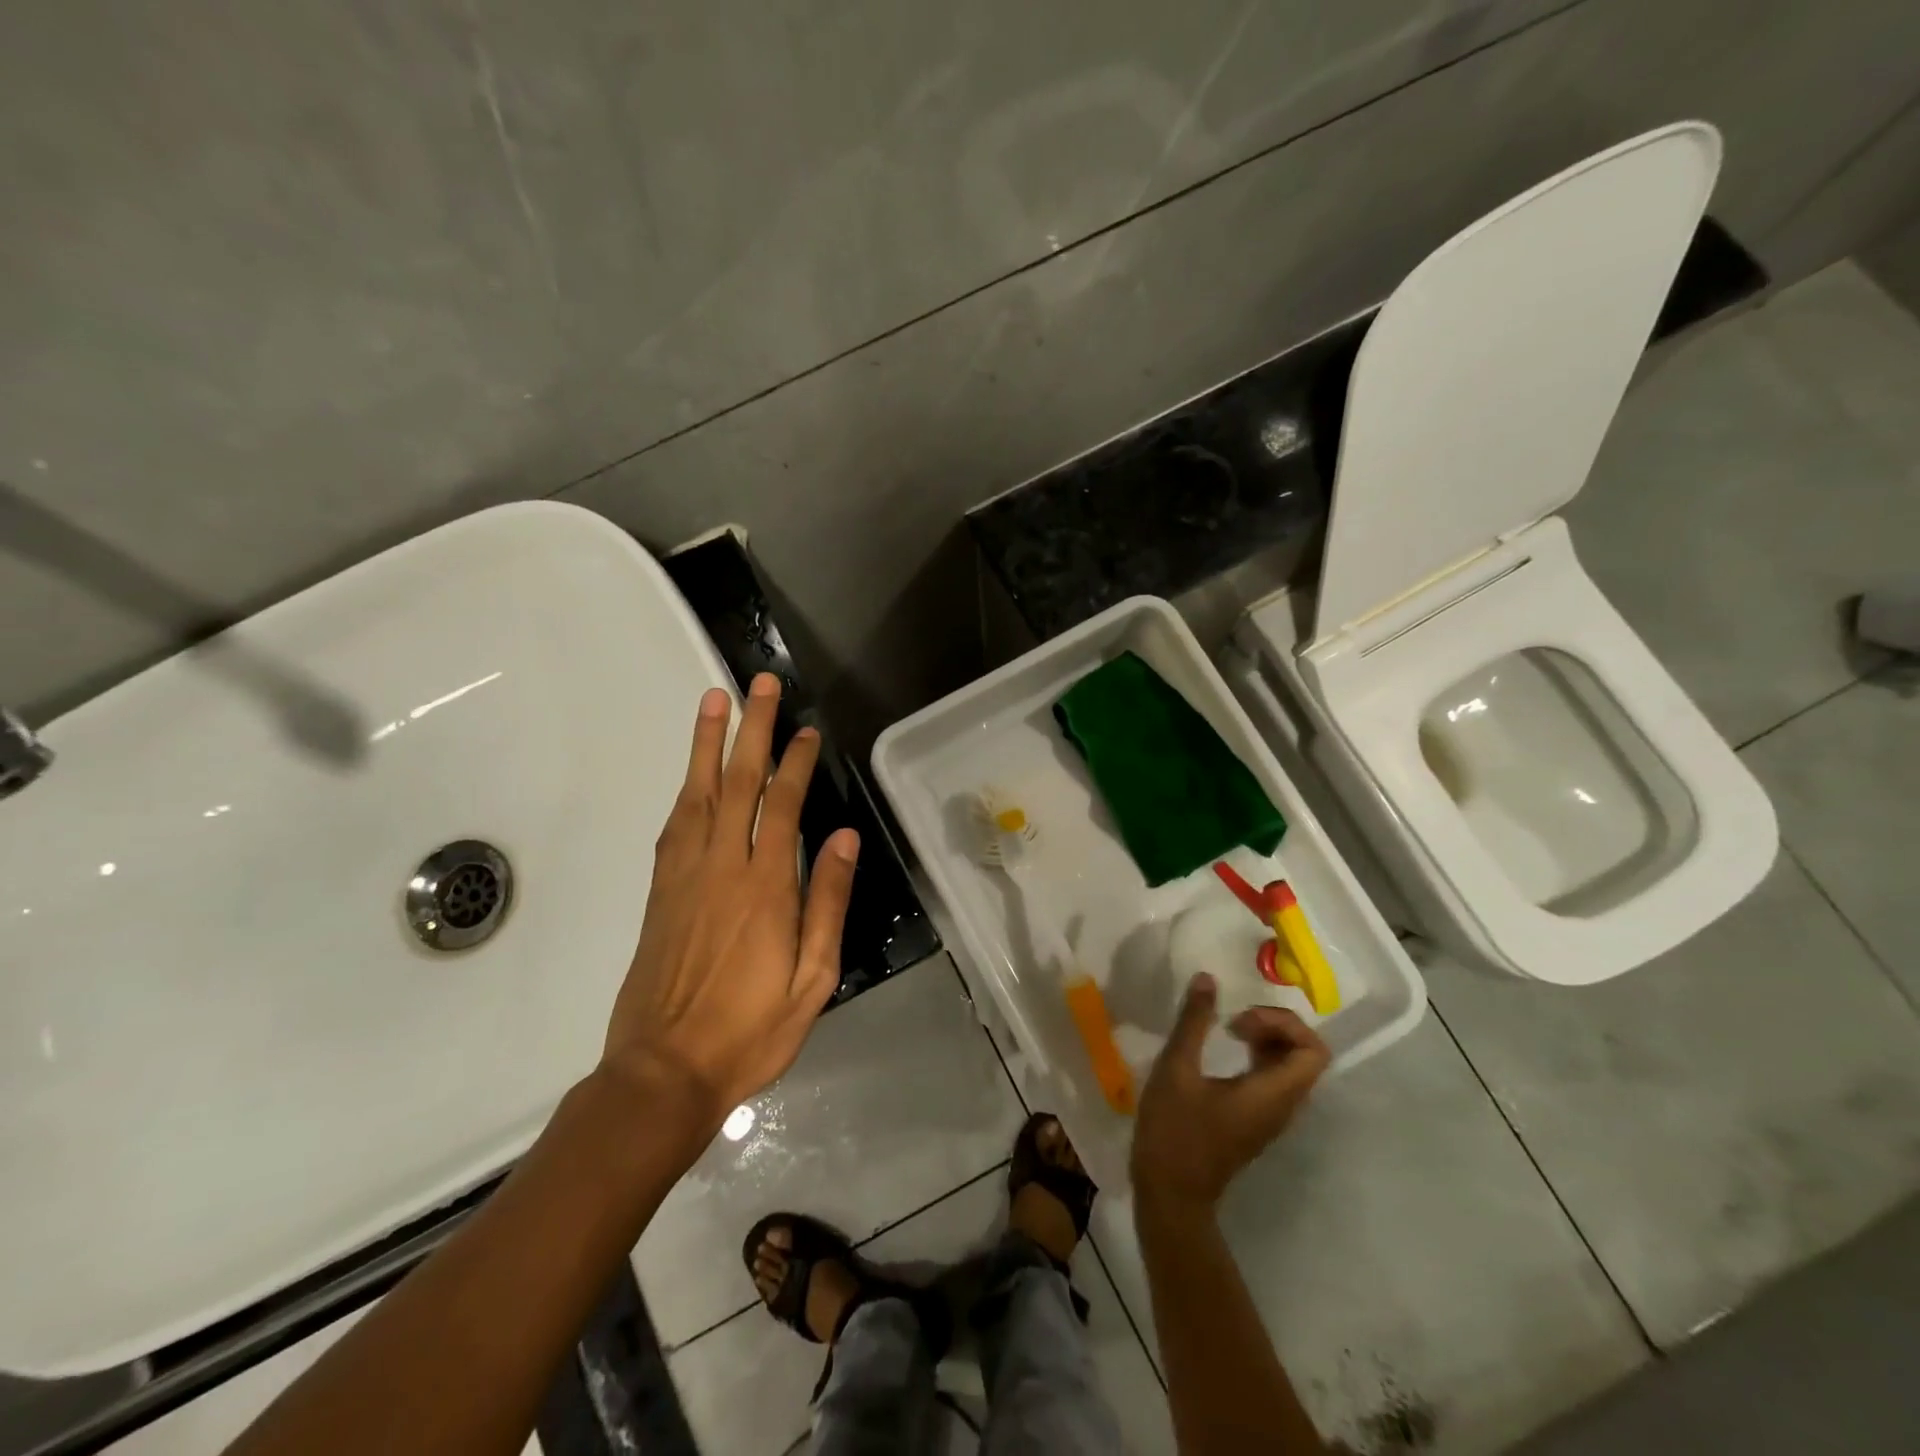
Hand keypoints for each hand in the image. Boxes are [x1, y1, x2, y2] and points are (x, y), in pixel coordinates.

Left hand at [600, 673, 857, 1136]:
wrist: (663, 1072)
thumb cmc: (750, 1032)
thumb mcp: (813, 979)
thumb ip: (827, 902)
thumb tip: (843, 838)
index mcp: (765, 887)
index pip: (783, 805)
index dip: (795, 762)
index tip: (806, 730)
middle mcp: (722, 867)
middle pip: (738, 782)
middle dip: (751, 728)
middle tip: (759, 684)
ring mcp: (684, 875)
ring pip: (698, 793)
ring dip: (708, 744)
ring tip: (714, 700)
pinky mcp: (661, 891)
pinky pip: (675, 825)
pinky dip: (686, 788)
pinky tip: (693, 774)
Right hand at [1131, 973, 1329, 1214]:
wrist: (1171, 1192)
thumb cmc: (1174, 1130)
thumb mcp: (1176, 1069)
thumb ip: (1194, 1022)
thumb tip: (1207, 978)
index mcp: (1273, 1094)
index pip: (1314, 1051)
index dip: (1284, 1023)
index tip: (1241, 1020)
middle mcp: (1283, 1106)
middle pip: (1306, 1055)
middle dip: (1275, 1026)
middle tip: (1234, 1020)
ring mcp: (1271, 1116)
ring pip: (1290, 1067)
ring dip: (1266, 1039)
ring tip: (1228, 1030)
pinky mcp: (1256, 1120)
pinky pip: (1274, 1079)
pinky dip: (1258, 1056)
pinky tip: (1224, 1052)